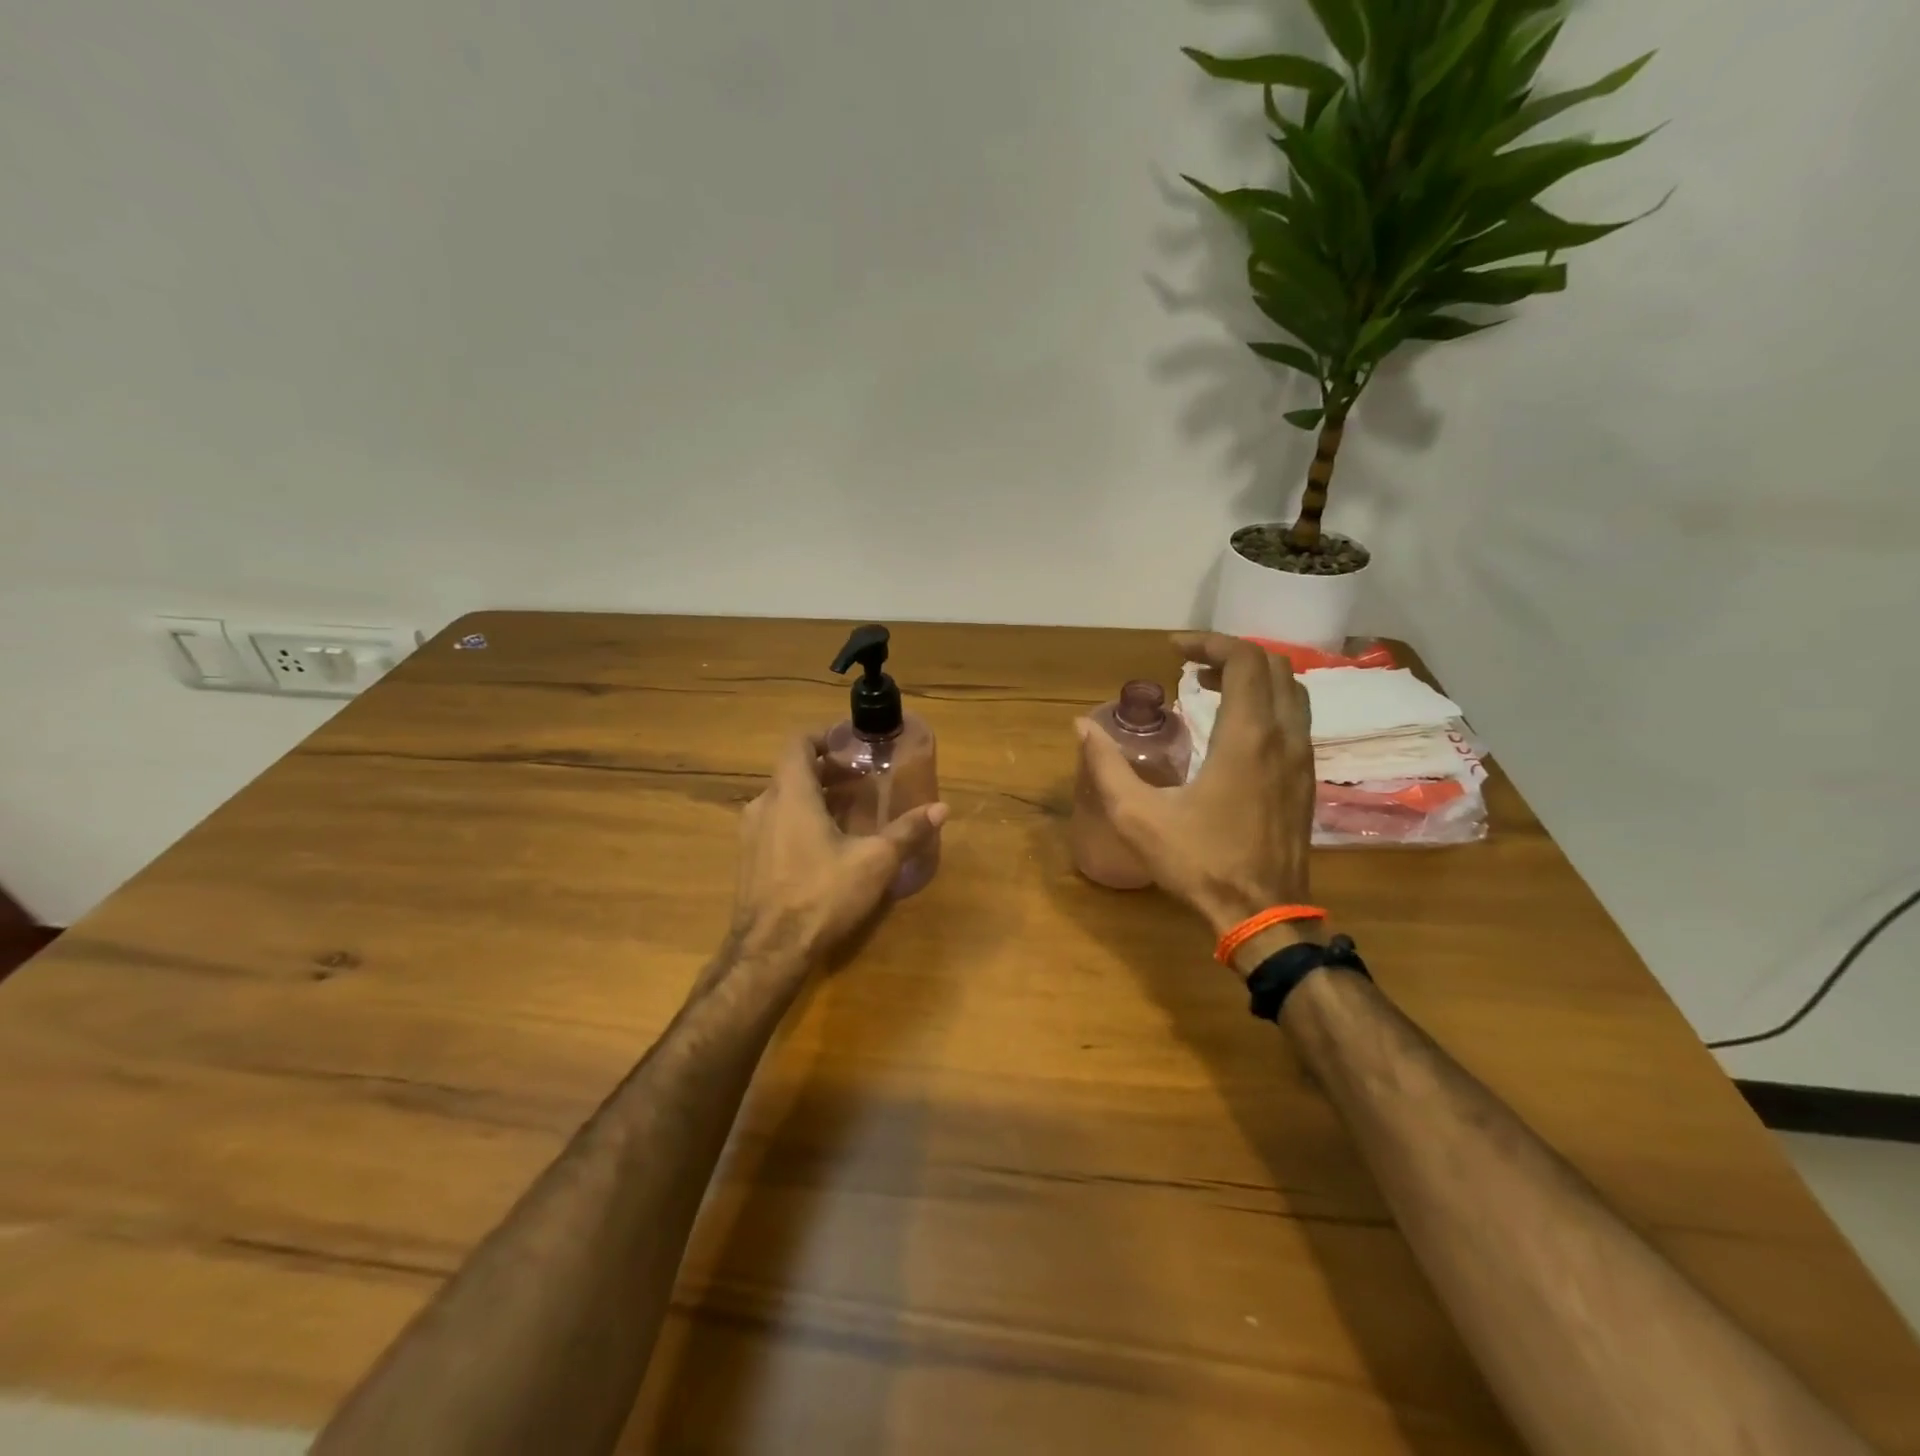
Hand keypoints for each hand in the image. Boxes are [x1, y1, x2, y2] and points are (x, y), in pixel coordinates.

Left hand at [733, 731, 947, 962]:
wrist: (768, 953)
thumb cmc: (821, 895)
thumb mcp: (874, 862)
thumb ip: (907, 832)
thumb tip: (941, 808)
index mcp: (790, 794)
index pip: (798, 743)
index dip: (823, 736)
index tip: (851, 744)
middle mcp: (763, 805)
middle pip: (793, 772)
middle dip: (828, 771)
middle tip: (862, 780)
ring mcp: (751, 835)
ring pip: (784, 800)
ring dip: (814, 798)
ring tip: (849, 811)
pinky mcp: (749, 861)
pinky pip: (775, 824)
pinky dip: (800, 820)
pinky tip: (827, 845)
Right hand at [1077, 633, 1314, 937]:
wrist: (1263, 915)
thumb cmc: (1200, 863)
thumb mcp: (1138, 817)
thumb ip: (1106, 767)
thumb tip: (1082, 726)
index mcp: (1247, 738)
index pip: (1245, 660)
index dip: (1209, 642)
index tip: (1173, 649)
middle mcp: (1283, 738)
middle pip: (1274, 667)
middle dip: (1230, 654)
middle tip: (1190, 666)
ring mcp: (1301, 760)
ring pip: (1291, 692)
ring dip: (1253, 678)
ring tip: (1209, 687)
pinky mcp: (1305, 780)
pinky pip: (1294, 719)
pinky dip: (1266, 703)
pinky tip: (1232, 728)